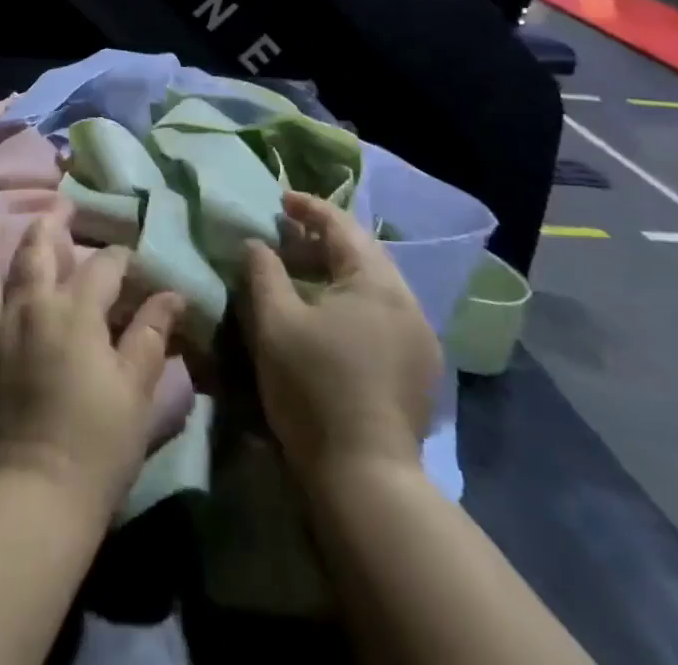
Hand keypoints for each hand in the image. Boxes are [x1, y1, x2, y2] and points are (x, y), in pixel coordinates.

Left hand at [0, 213, 185, 520]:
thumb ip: (150, 335)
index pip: (102, 266)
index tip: (130, 261)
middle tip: (58, 208)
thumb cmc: (96, 444)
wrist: (32, 496)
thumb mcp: (136, 390)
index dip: (120, 258)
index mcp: (74, 311)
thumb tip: (172, 295)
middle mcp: (27, 306)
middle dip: (50, 224)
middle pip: (35, 249)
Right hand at [240, 191, 441, 480]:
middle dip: (324, 238)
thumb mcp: (274, 322)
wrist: (366, 477)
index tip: (280, 200)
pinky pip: (384, 312)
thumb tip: (257, 242)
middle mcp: (407, 301)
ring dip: (339, 269)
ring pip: (376, 283)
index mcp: (376, 282)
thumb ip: (263, 271)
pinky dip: (355, 298)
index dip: (308, 207)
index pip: (341, 226)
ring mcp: (420, 337)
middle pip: (364, 251)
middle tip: (287, 234)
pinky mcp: (420, 368)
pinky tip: (331, 314)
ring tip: (304, 270)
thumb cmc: (314, 387)